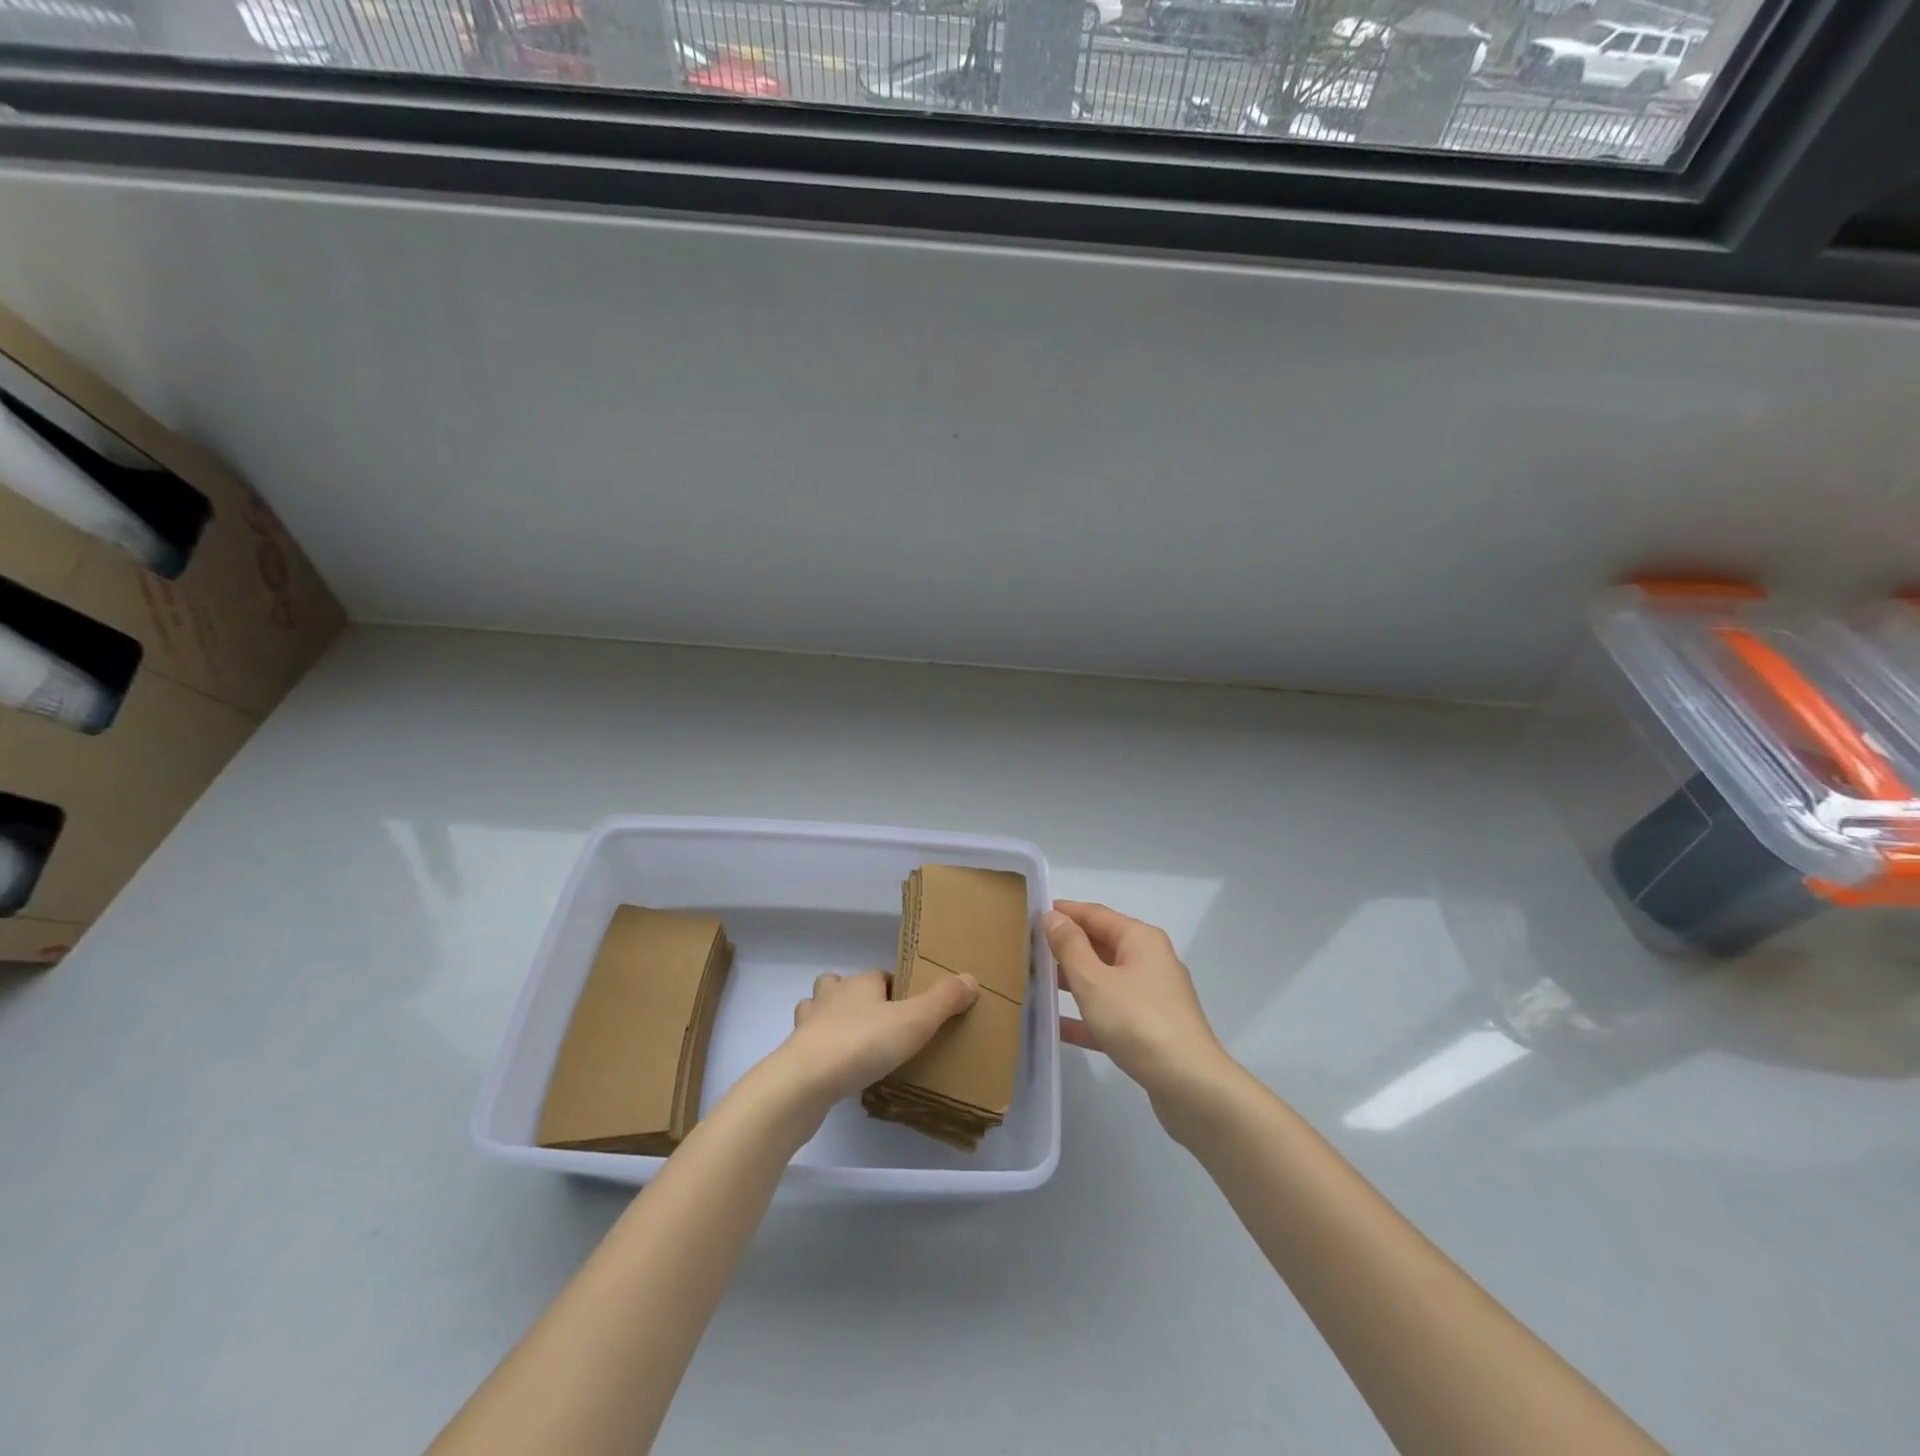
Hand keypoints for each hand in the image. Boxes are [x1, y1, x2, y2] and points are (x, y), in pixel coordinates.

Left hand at [756, 968, 978, 1120]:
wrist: (804, 1083)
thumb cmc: (863, 1043)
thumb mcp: (914, 1022)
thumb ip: (944, 1001)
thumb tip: (970, 978)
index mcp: (860, 983)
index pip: (879, 975)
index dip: (893, 989)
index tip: (908, 1010)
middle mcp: (831, 996)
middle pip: (840, 985)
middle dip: (854, 997)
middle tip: (878, 1025)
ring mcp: (808, 1025)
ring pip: (817, 1010)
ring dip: (830, 1020)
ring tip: (851, 1044)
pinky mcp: (794, 1055)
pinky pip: (809, 1045)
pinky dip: (820, 1051)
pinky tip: (835, 1071)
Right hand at [1046, 900, 1230, 1106]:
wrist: (1190, 1085)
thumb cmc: (1138, 1022)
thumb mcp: (1094, 981)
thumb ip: (1070, 947)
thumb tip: (1052, 916)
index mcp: (1140, 940)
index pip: (1096, 914)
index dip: (1065, 912)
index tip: (1031, 913)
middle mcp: (1150, 960)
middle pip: (1101, 944)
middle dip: (1066, 946)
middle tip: (1027, 949)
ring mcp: (1152, 996)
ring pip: (1104, 979)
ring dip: (1073, 980)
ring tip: (1035, 982)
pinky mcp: (1150, 1028)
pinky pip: (1111, 1012)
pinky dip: (1086, 1015)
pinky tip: (1056, 1027)